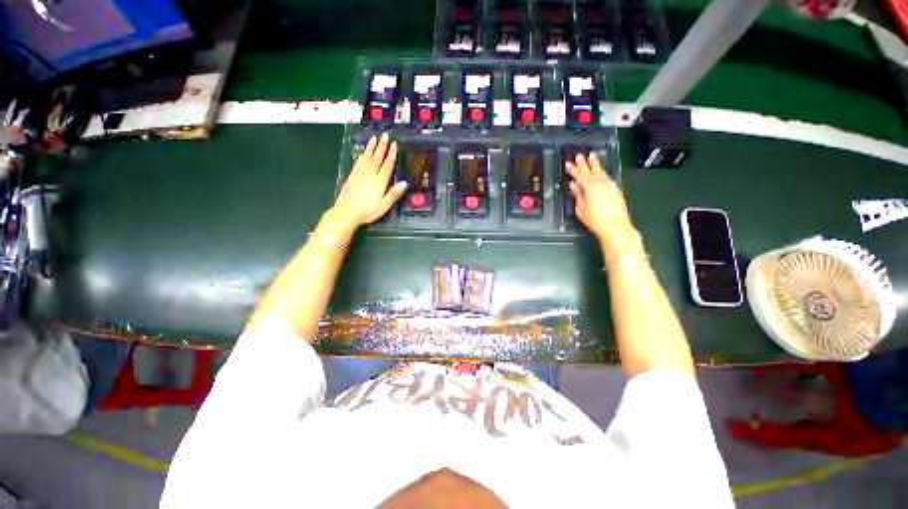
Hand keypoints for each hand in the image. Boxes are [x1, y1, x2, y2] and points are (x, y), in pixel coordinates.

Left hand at [331, 133, 406, 228]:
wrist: (346, 212)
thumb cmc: (367, 211)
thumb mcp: (384, 205)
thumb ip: (394, 194)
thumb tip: (404, 183)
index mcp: (379, 182)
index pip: (387, 165)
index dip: (391, 154)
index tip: (394, 144)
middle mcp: (370, 175)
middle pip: (377, 158)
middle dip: (382, 146)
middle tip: (385, 135)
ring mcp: (360, 174)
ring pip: (367, 157)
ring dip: (371, 147)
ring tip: (374, 138)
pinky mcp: (352, 176)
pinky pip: (358, 162)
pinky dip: (362, 155)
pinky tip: (362, 152)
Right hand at [566, 153, 640, 254]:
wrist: (615, 226)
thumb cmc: (594, 219)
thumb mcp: (581, 209)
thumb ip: (577, 195)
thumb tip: (573, 184)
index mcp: (589, 187)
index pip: (579, 175)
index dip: (573, 169)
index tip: (568, 163)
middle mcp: (600, 183)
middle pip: (591, 171)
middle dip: (584, 163)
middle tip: (580, 154)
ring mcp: (610, 186)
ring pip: (601, 172)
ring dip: (596, 164)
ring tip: (592, 156)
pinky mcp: (616, 190)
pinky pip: (607, 178)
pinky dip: (602, 173)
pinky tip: (601, 173)